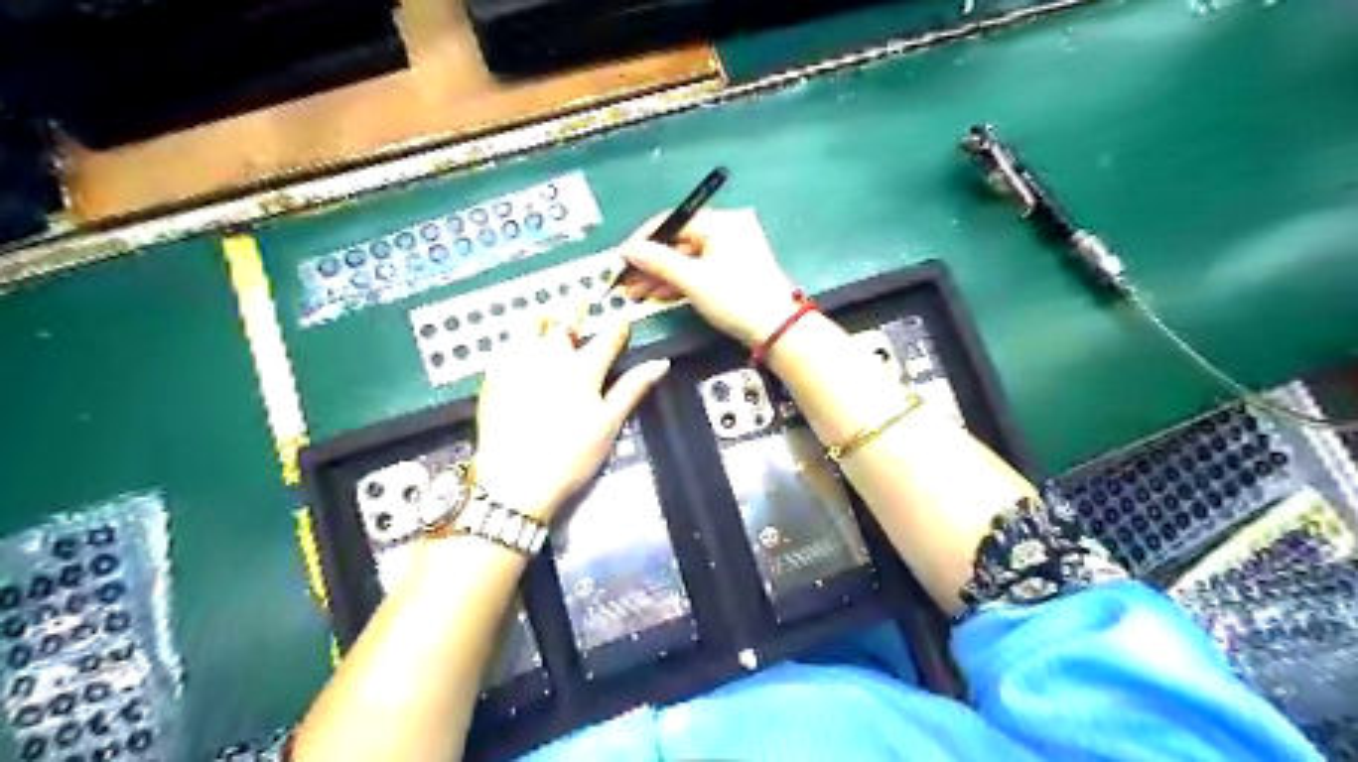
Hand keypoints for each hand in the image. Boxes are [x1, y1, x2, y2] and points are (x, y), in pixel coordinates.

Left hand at [474, 314, 671, 522]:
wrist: (516, 480)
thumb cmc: (571, 456)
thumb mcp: (609, 424)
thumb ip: (632, 388)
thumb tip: (660, 363)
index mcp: (583, 370)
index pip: (607, 339)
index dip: (618, 326)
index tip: (624, 317)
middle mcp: (550, 357)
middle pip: (565, 322)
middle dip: (576, 308)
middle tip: (580, 297)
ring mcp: (518, 364)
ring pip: (529, 325)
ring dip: (541, 316)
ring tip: (545, 313)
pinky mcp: (494, 377)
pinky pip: (504, 345)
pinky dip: (514, 337)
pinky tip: (516, 341)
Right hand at [620, 208, 798, 345]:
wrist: (777, 330)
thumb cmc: (735, 298)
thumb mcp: (692, 280)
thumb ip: (657, 261)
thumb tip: (627, 250)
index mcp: (721, 222)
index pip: (673, 221)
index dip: (643, 239)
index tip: (621, 257)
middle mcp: (727, 231)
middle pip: (678, 243)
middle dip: (649, 263)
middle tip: (623, 280)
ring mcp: (731, 253)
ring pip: (686, 260)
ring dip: (660, 276)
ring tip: (633, 293)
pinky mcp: (732, 274)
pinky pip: (698, 272)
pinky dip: (679, 283)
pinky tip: (656, 295)